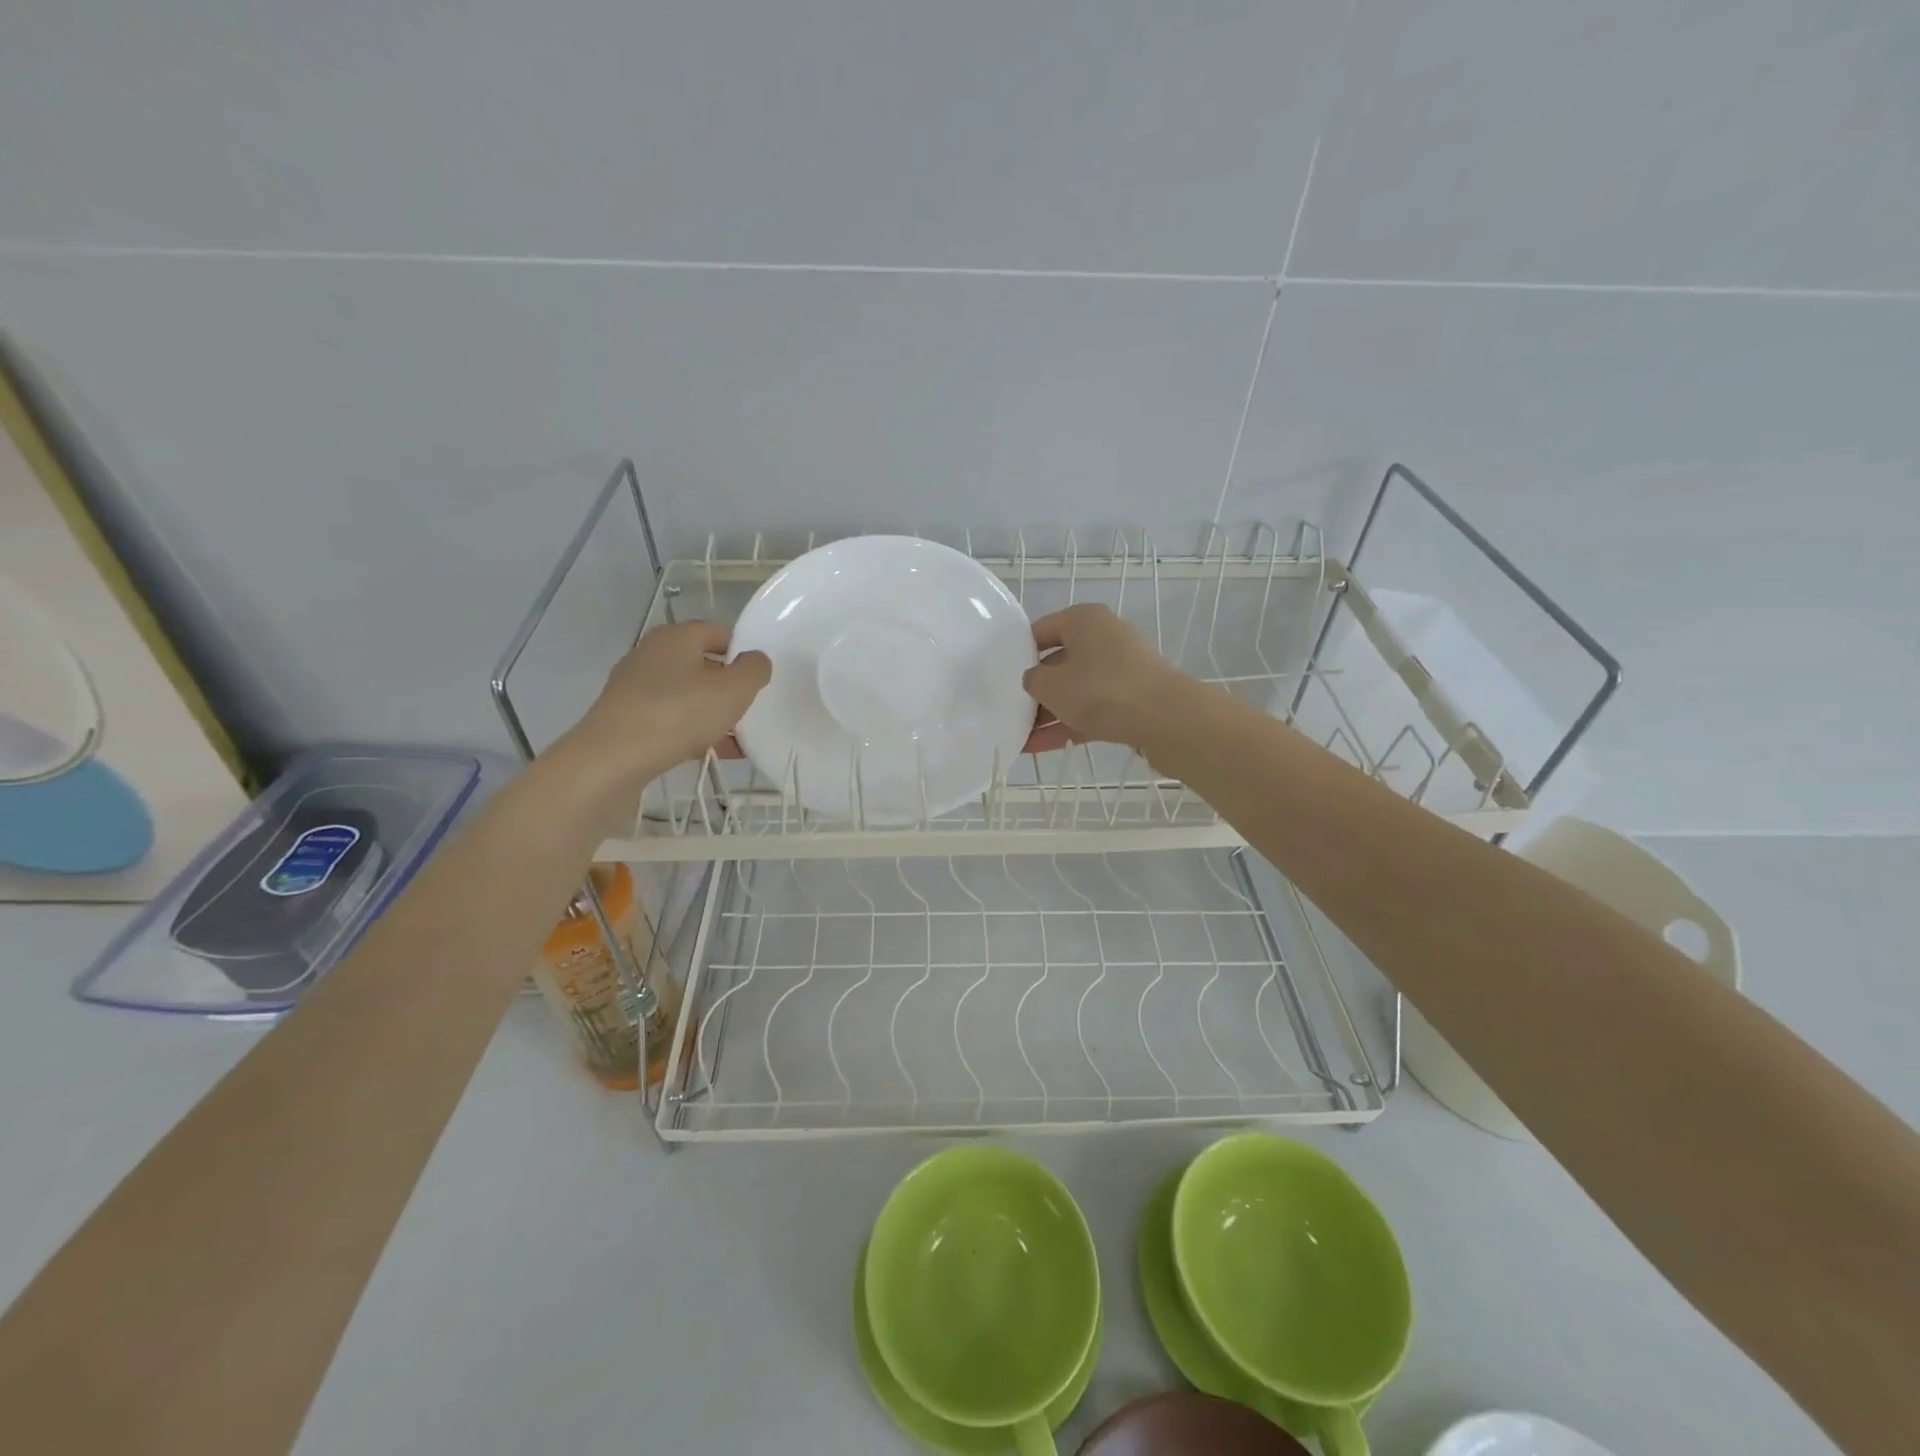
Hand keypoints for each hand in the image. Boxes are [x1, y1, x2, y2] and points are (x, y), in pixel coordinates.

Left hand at [569, 621, 770, 776]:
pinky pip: (670, 720)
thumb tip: (756, 659)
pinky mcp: (627, 719)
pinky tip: (712, 752)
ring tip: (738, 738)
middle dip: (729, 686)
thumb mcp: (733, 690)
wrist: (611, 760)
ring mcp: (635, 688)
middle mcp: (652, 655)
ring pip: (687, 695)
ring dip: (713, 713)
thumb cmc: (678, 714)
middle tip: (753, 708)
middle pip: (702, 665)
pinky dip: (692, 732)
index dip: (743, 650)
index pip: (718, 632)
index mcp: (676, 637)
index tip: (761, 677)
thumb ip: (754, 670)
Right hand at [1021, 603, 1188, 753]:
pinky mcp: (1130, 700)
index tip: (998, 677)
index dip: (1017, 654)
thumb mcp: (1051, 685)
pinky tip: (1037, 747)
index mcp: (1083, 620)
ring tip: (1015, 736)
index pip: (1040, 631)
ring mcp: (1119, 670)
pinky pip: (1089, 709)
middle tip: (1005, 709)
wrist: (1166, 720)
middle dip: (1033, 689)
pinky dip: (1066, 725)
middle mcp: (1103, 638)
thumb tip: (1035, 681)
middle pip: (1058, 662)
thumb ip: (1033, 681)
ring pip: (1074, 690)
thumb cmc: (1101, 690)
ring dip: (1047, 713)